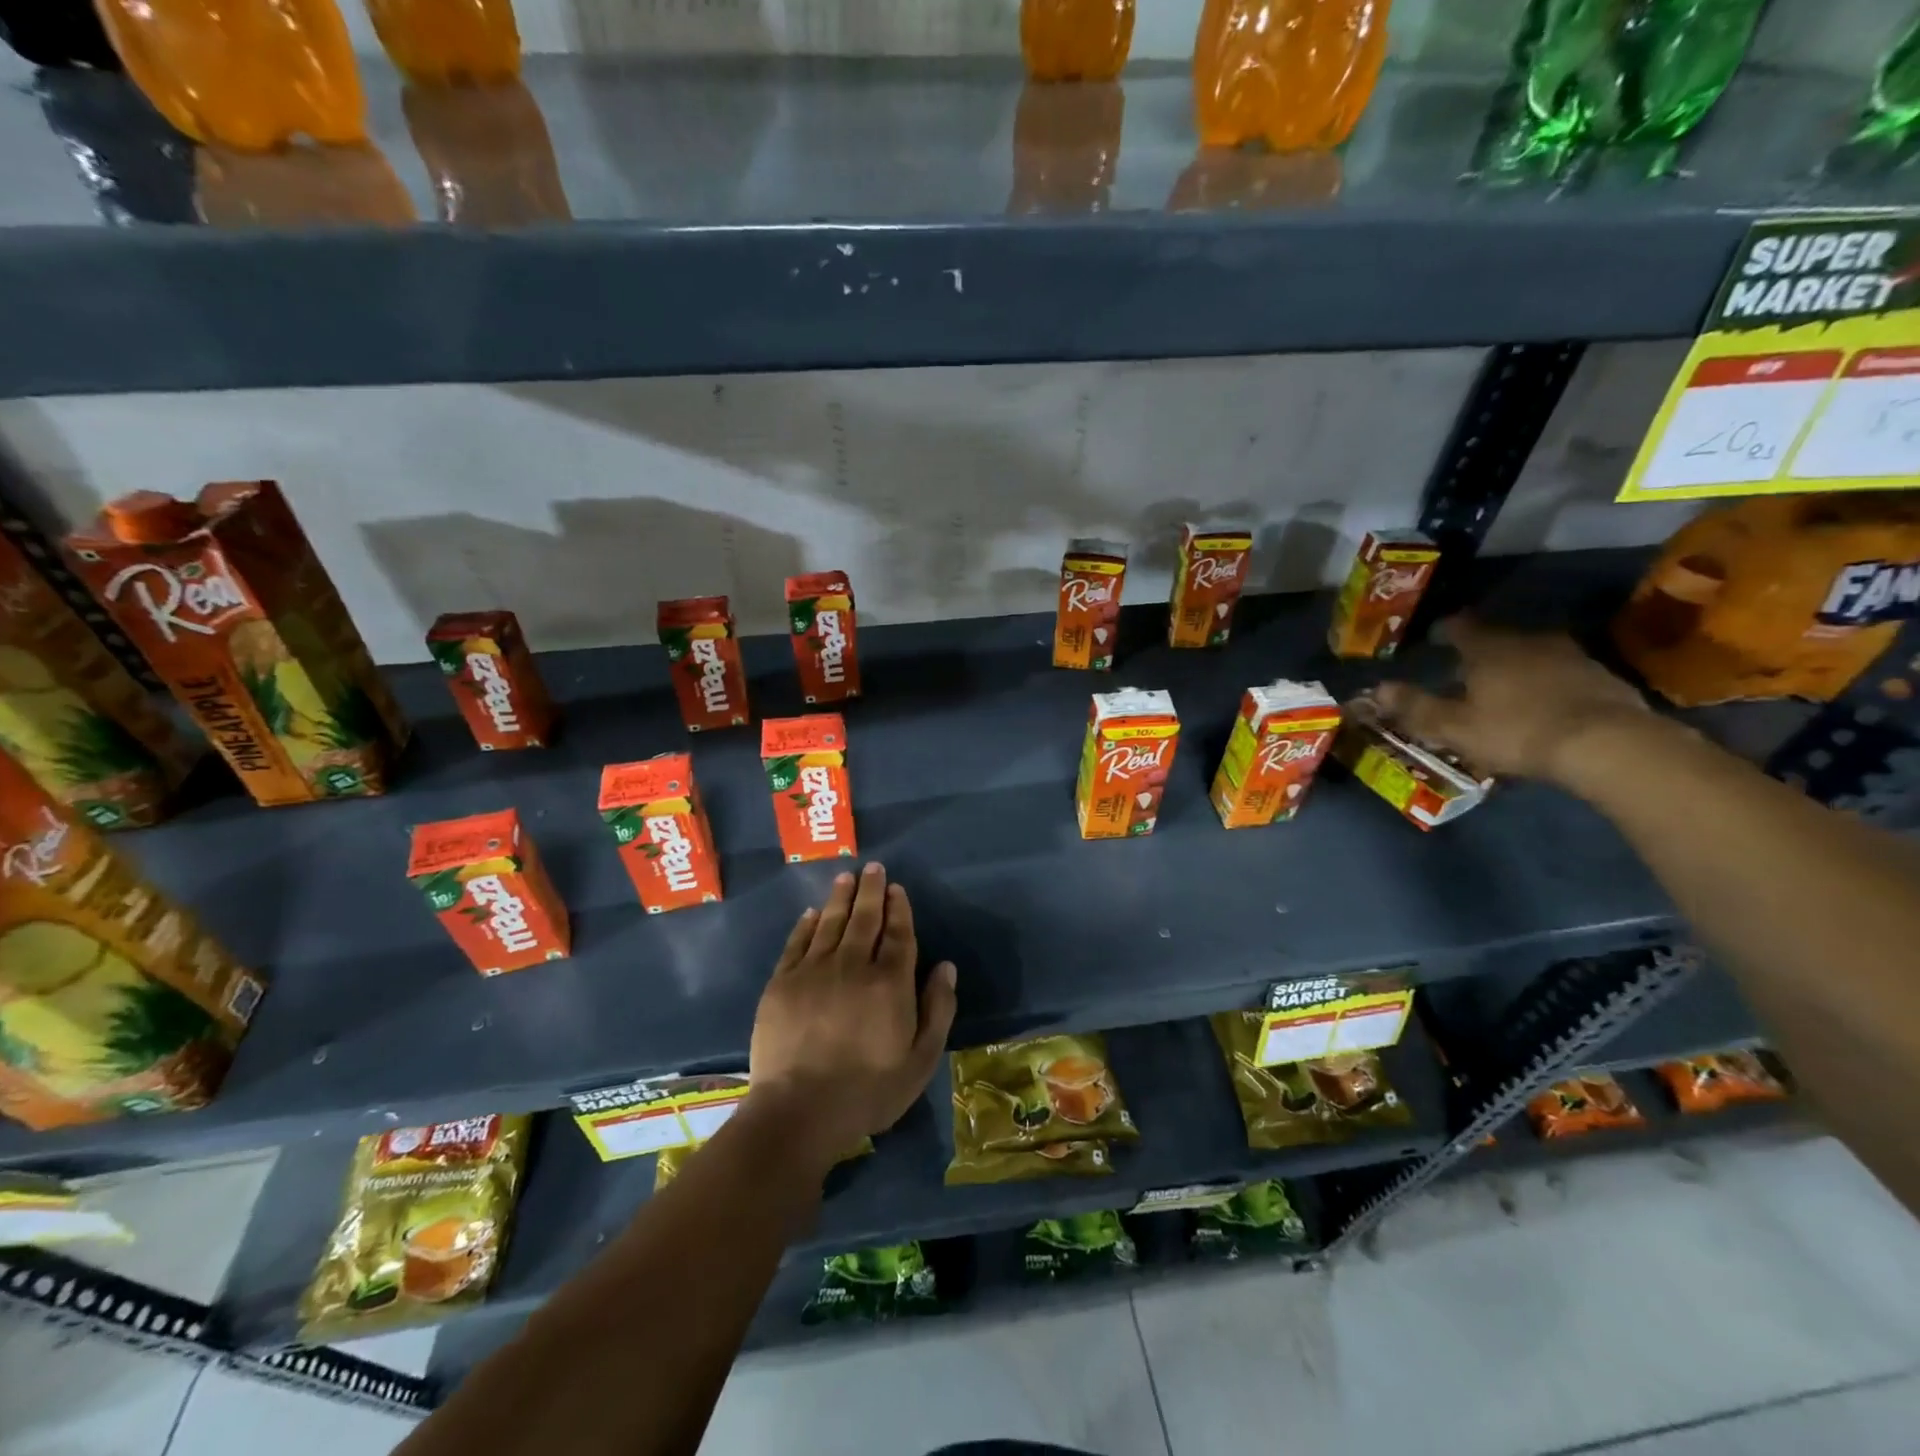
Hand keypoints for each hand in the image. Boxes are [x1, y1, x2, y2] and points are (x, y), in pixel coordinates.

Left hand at [747, 863, 957, 1169]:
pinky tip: (812, 913)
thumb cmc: (868, 1091)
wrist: (799, 1111)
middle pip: (864, 919)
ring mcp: (813, 971)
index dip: (899, 909)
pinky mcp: (782, 983)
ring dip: (840, 898)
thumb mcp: (920, 1060)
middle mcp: (853, 965)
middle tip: (873, 868)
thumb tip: (945, 966)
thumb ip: (937, 1009)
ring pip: (830, 923)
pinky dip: (806, 925)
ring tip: (846, 877)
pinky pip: (797, 943)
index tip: (897, 888)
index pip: (898, 934)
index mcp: (890, 982)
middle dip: (871, 891)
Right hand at [1372, 617, 1651, 784]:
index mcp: (1489, 649)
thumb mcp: (1453, 726)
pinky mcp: (1602, 678)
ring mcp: (1571, 657)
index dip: (1446, 630)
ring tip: (1505, 688)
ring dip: (1518, 666)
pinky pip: (1563, 674)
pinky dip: (1548, 683)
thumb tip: (1377, 688)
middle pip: (1499, 638)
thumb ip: (1415, 706)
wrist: (1607, 744)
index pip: (1461, 627)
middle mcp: (1529, 642)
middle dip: (1482, 651)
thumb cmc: (1516, 731)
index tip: (1437, 637)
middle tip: (1467, 670)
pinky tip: (1544, 704)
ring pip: (1534, 654)